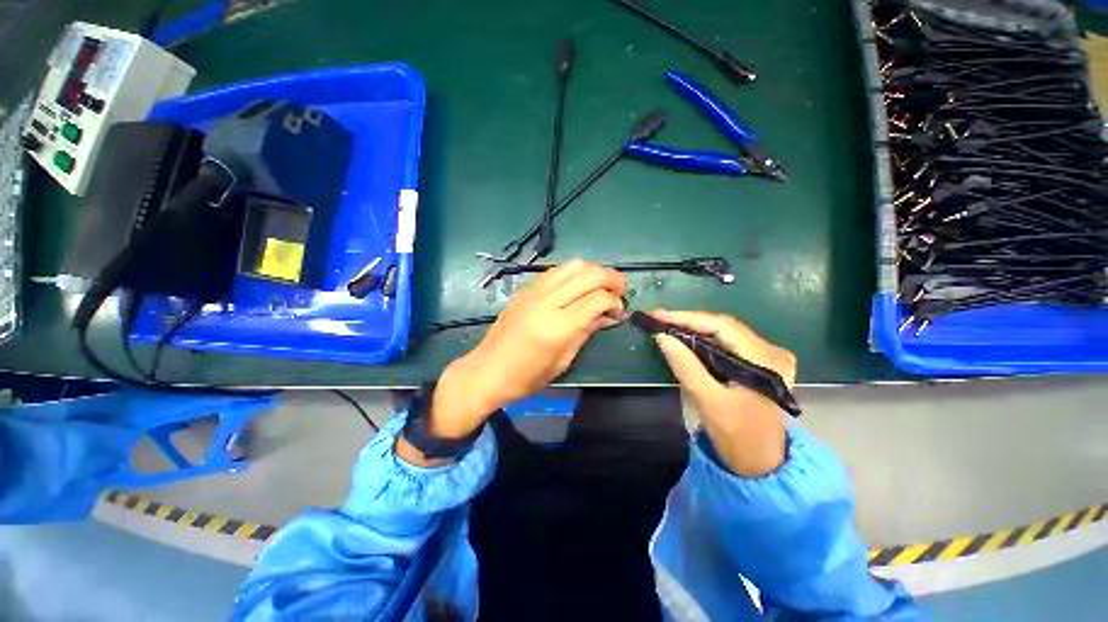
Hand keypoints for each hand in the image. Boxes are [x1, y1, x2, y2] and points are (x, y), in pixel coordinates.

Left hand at [398, 260, 626, 465]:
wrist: (487, 370)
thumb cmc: (527, 376)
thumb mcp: (563, 360)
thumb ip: (587, 330)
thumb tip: (609, 313)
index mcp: (557, 326)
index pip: (597, 299)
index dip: (615, 302)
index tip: (619, 311)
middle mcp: (546, 301)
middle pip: (588, 273)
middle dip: (611, 278)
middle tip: (620, 290)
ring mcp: (533, 291)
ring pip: (572, 265)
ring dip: (593, 270)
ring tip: (602, 285)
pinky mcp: (525, 288)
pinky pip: (556, 271)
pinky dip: (574, 273)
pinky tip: (578, 286)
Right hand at [650, 310, 796, 477]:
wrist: (760, 463)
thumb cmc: (737, 436)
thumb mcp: (708, 401)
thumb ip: (685, 366)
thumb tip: (661, 336)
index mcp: (764, 360)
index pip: (721, 326)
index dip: (686, 318)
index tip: (657, 315)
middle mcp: (770, 351)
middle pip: (723, 326)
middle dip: (687, 321)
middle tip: (657, 318)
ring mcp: (766, 356)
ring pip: (723, 332)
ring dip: (693, 328)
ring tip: (665, 325)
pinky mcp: (758, 363)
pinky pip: (726, 343)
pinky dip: (703, 340)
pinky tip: (684, 338)